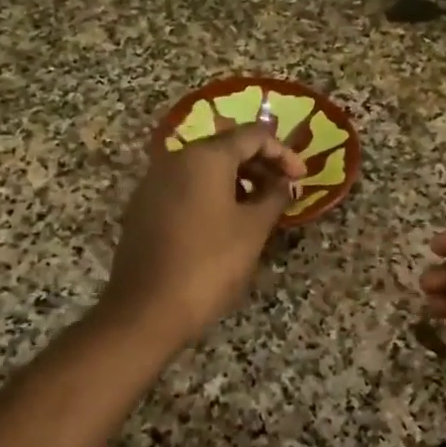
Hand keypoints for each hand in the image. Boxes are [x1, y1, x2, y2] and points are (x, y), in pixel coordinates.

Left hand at [102, 120, 307, 349]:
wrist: (146, 310)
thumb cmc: (209, 265)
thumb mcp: (253, 230)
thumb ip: (274, 198)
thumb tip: (285, 183)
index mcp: (204, 158)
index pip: (252, 136)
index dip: (283, 153)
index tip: (301, 178)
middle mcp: (175, 160)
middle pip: (226, 148)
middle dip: (260, 166)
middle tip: (283, 192)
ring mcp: (154, 183)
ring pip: (203, 169)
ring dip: (237, 181)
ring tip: (259, 209)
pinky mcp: (143, 208)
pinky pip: (185, 188)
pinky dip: (211, 195)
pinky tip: (226, 223)